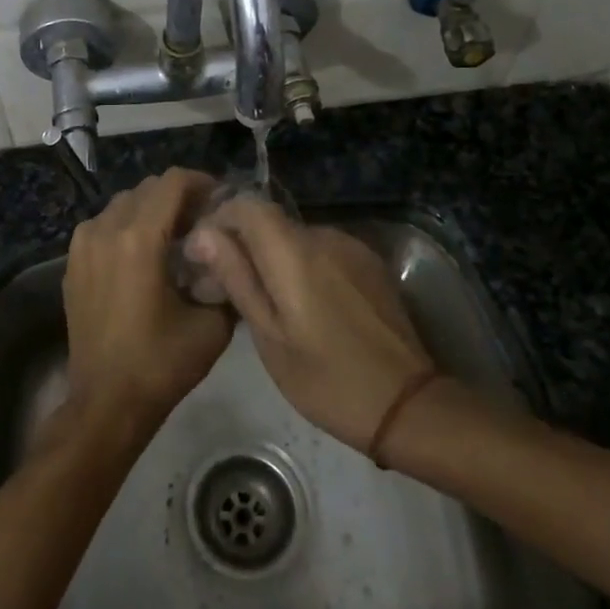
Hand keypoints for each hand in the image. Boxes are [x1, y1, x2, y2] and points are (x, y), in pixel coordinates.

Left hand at [61, 168, 233, 432]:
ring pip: (123, 204)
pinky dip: (127, 227)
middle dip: (178, 197)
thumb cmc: (161, 363)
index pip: (173, 182)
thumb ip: (226, 278)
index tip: (221, 201)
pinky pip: (103, 225)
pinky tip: (144, 256)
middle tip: (203, 221)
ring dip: (151, 210)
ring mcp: (82, 245)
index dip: (202, 183)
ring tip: (174, 238)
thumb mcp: (213, 324)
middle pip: (147, 188)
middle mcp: (105, 230)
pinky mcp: (72, 262)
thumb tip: (232, 251)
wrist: (106, 403)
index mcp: (139, 239)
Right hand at [186, 199, 431, 451]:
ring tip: (269, 301)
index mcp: (295, 252)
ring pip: (296, 237)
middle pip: (271, 221)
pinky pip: (323, 251)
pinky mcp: (370, 262)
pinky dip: (304, 266)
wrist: (406, 404)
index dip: (220, 220)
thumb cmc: (326, 379)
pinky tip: (307, 305)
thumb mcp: (270, 336)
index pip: (247, 204)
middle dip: (245, 244)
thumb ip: (237, 277)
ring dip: (275, 257)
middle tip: (230, 287)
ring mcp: (352, 247)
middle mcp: (324, 235)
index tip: (206, 254)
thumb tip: (203, 234)